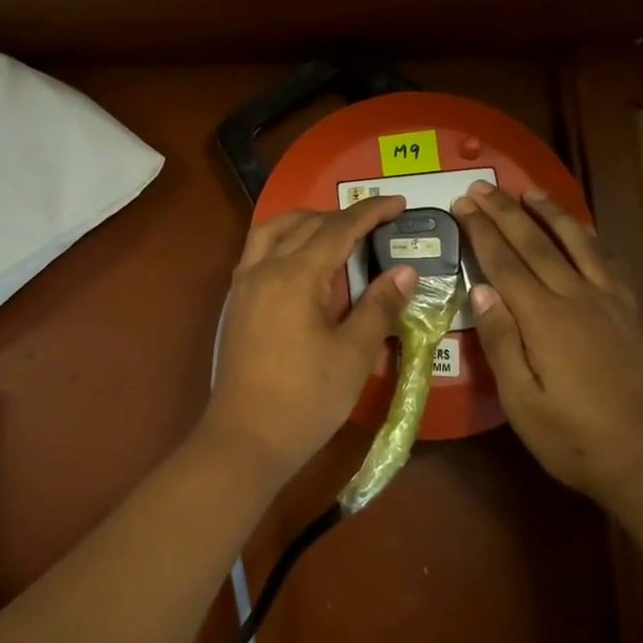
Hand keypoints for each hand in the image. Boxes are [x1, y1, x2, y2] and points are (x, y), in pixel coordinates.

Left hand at [202, 196, 418, 479]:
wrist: (246, 438)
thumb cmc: (306, 399)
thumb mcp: (353, 354)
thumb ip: (379, 306)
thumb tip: (406, 271)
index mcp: (295, 276)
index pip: (338, 229)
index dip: (370, 213)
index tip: (399, 203)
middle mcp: (264, 269)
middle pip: (304, 224)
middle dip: (341, 217)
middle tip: (375, 224)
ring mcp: (243, 285)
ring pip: (272, 231)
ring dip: (305, 222)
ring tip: (334, 232)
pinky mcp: (236, 303)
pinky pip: (257, 251)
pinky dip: (282, 241)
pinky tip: (301, 263)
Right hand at [451, 181, 642, 500]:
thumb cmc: (575, 437)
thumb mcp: (522, 400)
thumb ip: (500, 341)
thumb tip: (480, 290)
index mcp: (544, 319)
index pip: (505, 264)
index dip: (481, 232)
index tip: (463, 204)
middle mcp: (575, 297)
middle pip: (535, 244)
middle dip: (505, 212)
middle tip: (482, 186)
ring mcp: (606, 302)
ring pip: (576, 243)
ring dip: (550, 213)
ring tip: (530, 190)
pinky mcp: (627, 312)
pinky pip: (605, 260)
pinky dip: (587, 237)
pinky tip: (580, 230)